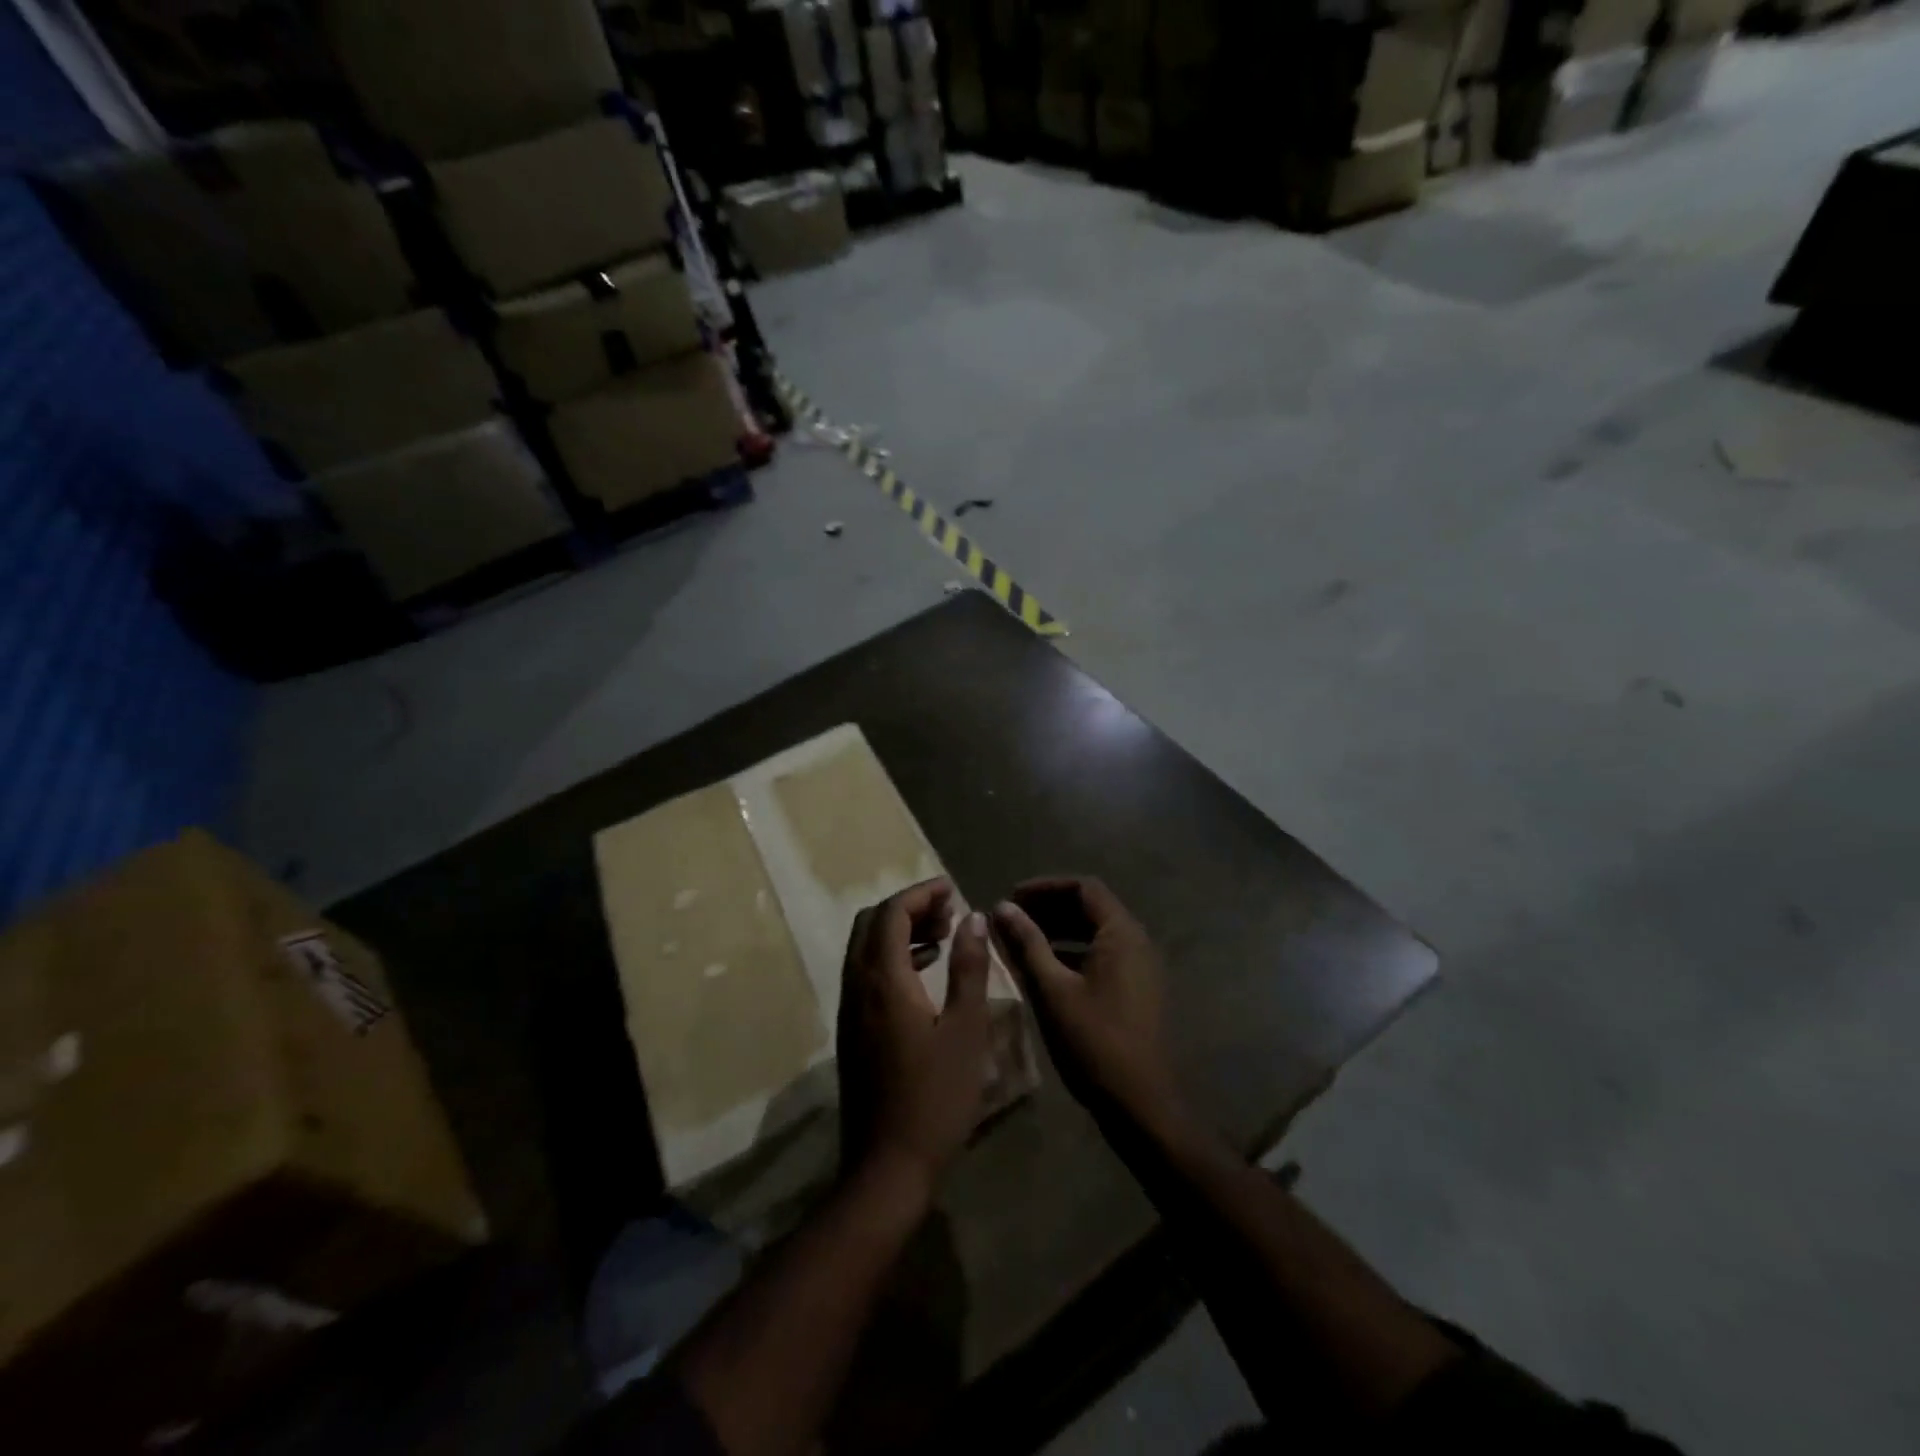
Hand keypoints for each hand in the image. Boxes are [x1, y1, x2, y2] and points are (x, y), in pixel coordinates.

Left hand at [837, 879, 993, 1191]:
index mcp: (883, 980)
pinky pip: (866, 973)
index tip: (952, 888)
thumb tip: (972, 917)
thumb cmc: (935, 1098)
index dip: (921, 894)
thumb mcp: (965, 1030)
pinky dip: (892, 958)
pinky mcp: (852, 1031)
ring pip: (865, 949)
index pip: (892, 913)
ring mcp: (850, 1010)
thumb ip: (969, 968)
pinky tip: (925, 973)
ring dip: (899, 932)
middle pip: (871, 924)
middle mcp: (857, 986)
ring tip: (943, 935)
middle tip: (948, 911)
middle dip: (908, 908)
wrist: (887, 1167)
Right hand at [992, 878, 1179, 1129]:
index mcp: (1121, 933)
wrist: (1139, 1102)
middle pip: (1091, 907)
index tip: (1011, 897)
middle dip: (1049, 907)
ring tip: (1021, 939)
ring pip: (1095, 931)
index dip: (1045, 887)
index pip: (1084, 888)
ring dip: (1058, 929)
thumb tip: (1002, 906)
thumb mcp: (1052, 989)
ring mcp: (1139, 966)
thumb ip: (1027, 943)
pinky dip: (1072, 950)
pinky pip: (1102, 953)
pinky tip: (1045, 967)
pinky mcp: (1136, 988)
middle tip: (1011, 917)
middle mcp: (1136, 941)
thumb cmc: (1093, 1041)